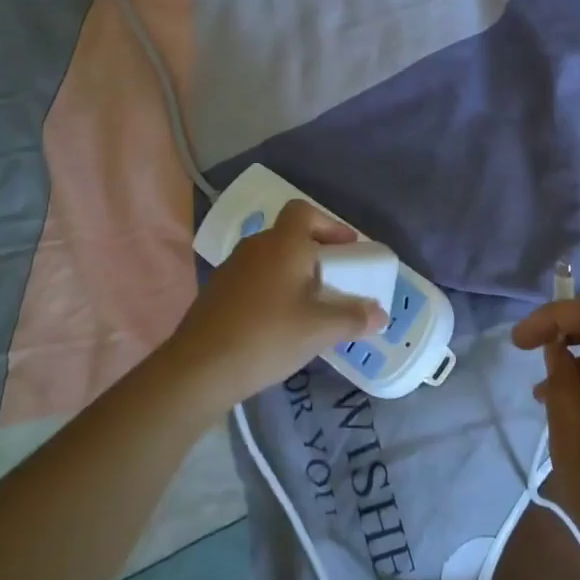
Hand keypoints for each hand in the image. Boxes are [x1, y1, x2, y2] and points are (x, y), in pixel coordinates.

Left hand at [168, 200, 385, 410]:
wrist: (200, 368)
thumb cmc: (267, 336)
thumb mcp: (319, 330)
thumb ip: (353, 318)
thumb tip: (380, 315)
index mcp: (283, 244)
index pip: (304, 211)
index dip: (329, 225)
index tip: (346, 249)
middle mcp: (256, 246)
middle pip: (289, 235)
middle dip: (315, 252)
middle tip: (334, 280)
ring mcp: (232, 268)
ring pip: (270, 258)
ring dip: (292, 272)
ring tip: (309, 303)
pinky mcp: (217, 291)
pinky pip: (254, 278)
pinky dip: (272, 288)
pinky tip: (279, 321)